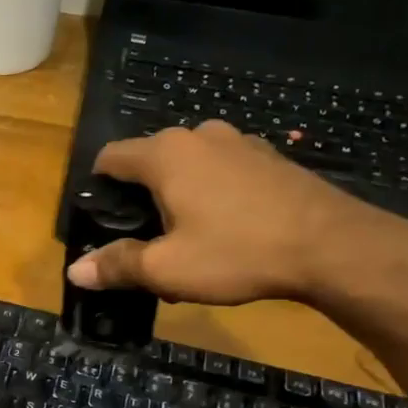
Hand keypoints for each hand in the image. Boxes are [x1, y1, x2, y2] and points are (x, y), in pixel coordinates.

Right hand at [66, 121, 407, 305]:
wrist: (332, 246)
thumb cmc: (237, 252)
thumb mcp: (167, 269)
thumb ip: (117, 265)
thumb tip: (74, 271)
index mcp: (165, 154)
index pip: (110, 157)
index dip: (97, 189)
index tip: (102, 223)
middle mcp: (198, 136)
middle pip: (149, 162)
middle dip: (140, 200)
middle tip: (146, 245)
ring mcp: (239, 142)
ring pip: (188, 167)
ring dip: (177, 198)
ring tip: (186, 241)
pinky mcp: (268, 158)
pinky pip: (222, 171)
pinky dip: (211, 195)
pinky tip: (226, 231)